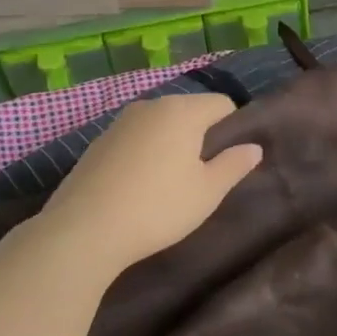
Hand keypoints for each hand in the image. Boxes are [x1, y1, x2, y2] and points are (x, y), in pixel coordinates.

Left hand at [36, 94, 262, 272]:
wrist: (83, 231)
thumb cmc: (158, 208)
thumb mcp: (207, 192)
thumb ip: (234, 165)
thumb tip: (254, 148)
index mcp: (182, 111)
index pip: (222, 104)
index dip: (233, 128)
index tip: (230, 159)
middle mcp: (150, 106)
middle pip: (189, 111)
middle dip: (201, 135)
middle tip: (204, 175)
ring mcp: (119, 123)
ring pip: (160, 125)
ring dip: (171, 144)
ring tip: (170, 183)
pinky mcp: (97, 143)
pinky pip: (135, 139)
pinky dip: (144, 154)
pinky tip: (139, 187)